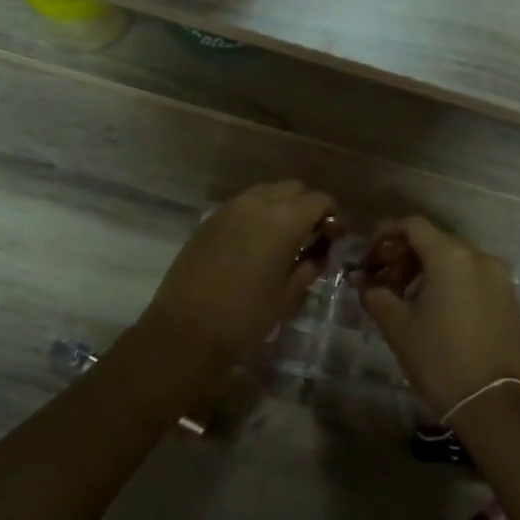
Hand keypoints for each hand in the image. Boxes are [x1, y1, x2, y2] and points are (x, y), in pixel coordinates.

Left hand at [140, 181, 335, 367]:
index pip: (320, 200)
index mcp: (285, 220)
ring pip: (265, 193)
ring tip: (280, 241)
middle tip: (309, 237)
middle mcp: (258, 203)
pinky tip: (253, 245)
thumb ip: (309, 267)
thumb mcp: (288, 296)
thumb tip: (318, 254)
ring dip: (280, 208)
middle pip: (293, 189)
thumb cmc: (246, 317)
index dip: (332, 216)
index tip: (334, 238)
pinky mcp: (209, 220)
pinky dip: (256, 216)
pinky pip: (242, 206)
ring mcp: (230, 208)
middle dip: (306, 207)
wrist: (186, 330)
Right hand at [357, 216, 519, 413]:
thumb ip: (375, 294)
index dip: (386, 234)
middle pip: (436, 241)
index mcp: (451, 257)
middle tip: (384, 281)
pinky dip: (452, 282)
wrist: (492, 403)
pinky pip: (475, 277)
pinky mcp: (510, 299)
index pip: (413, 225)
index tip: (370, 256)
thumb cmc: (439, 359)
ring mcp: (500, 278)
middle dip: (406, 255)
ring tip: (408, 298)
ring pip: (456, 260)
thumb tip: (362, 281)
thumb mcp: (397, 326)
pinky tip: (438, 310)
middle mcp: (480, 257)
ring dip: (428, 269)